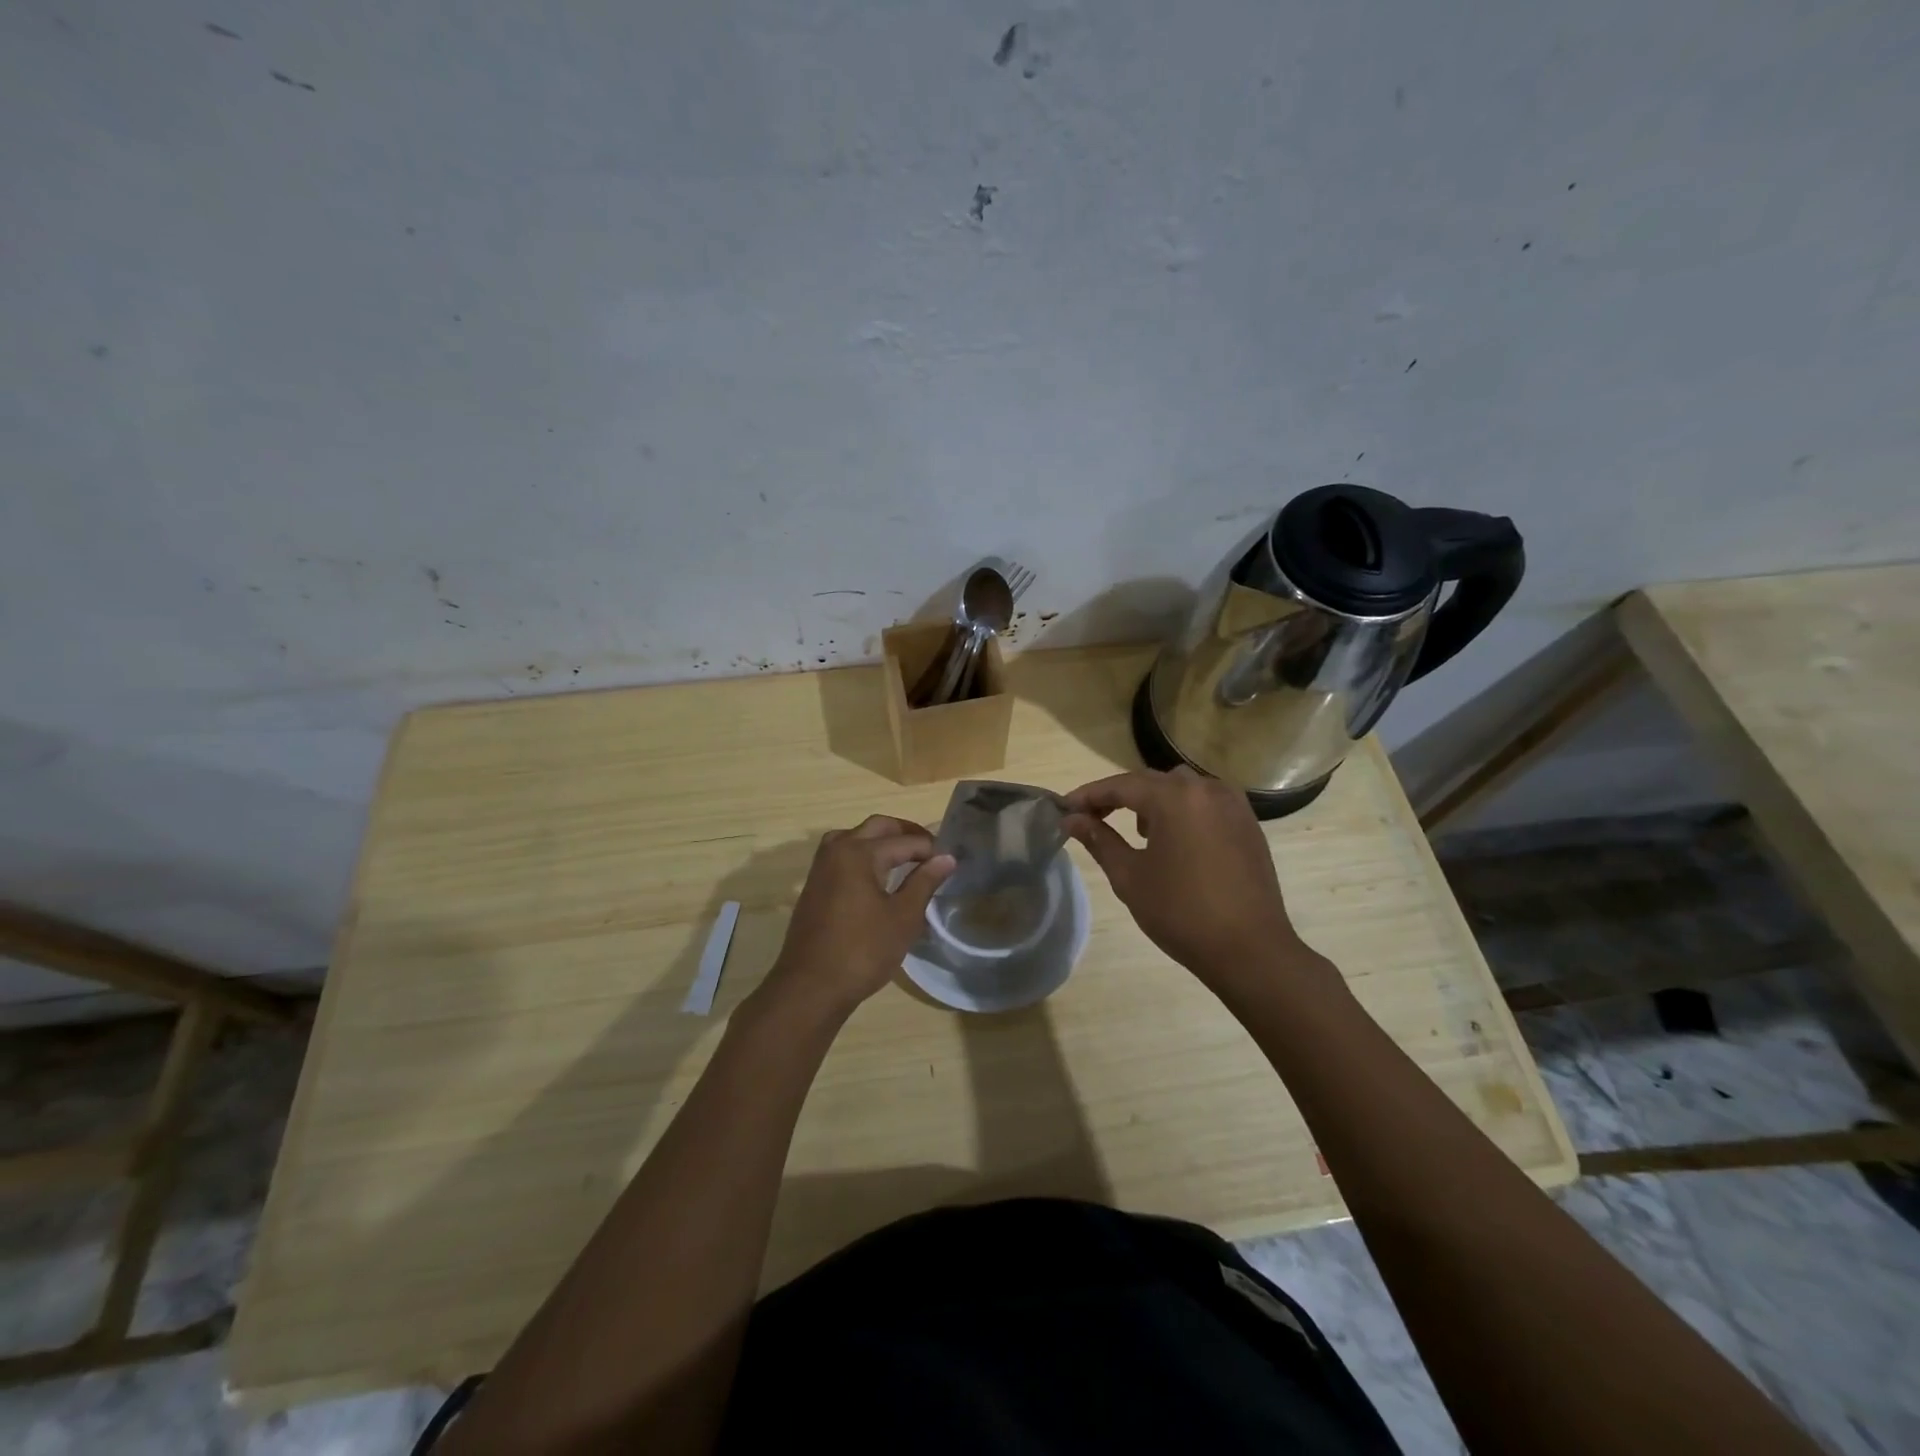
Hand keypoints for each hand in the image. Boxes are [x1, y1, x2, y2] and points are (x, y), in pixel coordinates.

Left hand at [759, 816, 953, 1019]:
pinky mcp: (814, 885)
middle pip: (877, 827)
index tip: (951, 860)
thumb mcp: (903, 917)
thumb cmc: (863, 951)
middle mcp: (837, 850)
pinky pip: (842, 854)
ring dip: (881, 839)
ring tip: (905, 858)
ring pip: (855, 836)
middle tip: (931, 850)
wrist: (811, 987)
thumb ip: (925, 882)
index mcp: (860, 853)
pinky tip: (878, 875)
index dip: (931, 849)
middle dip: (906, 833)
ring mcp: (821, 867)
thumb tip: (946, 858)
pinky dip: (863, 854)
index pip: (904, 841)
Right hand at [1063, 767, 1327, 994]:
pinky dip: (1184, 810)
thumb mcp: (1130, 877)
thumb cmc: (1181, 912)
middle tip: (1092, 819)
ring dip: (1154, 801)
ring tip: (1138, 832)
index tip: (1064, 808)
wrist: (1250, 950)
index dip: (1089, 795)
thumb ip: (1099, 840)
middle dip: (1119, 796)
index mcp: (1174, 797)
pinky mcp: (1248, 823)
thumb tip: (1072, 819)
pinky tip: (1176, 840)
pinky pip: (1206, 803)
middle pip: (1151, 782)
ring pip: (1182, 788)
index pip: (1120, 785)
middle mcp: (1205, 789)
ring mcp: (1232, 804)